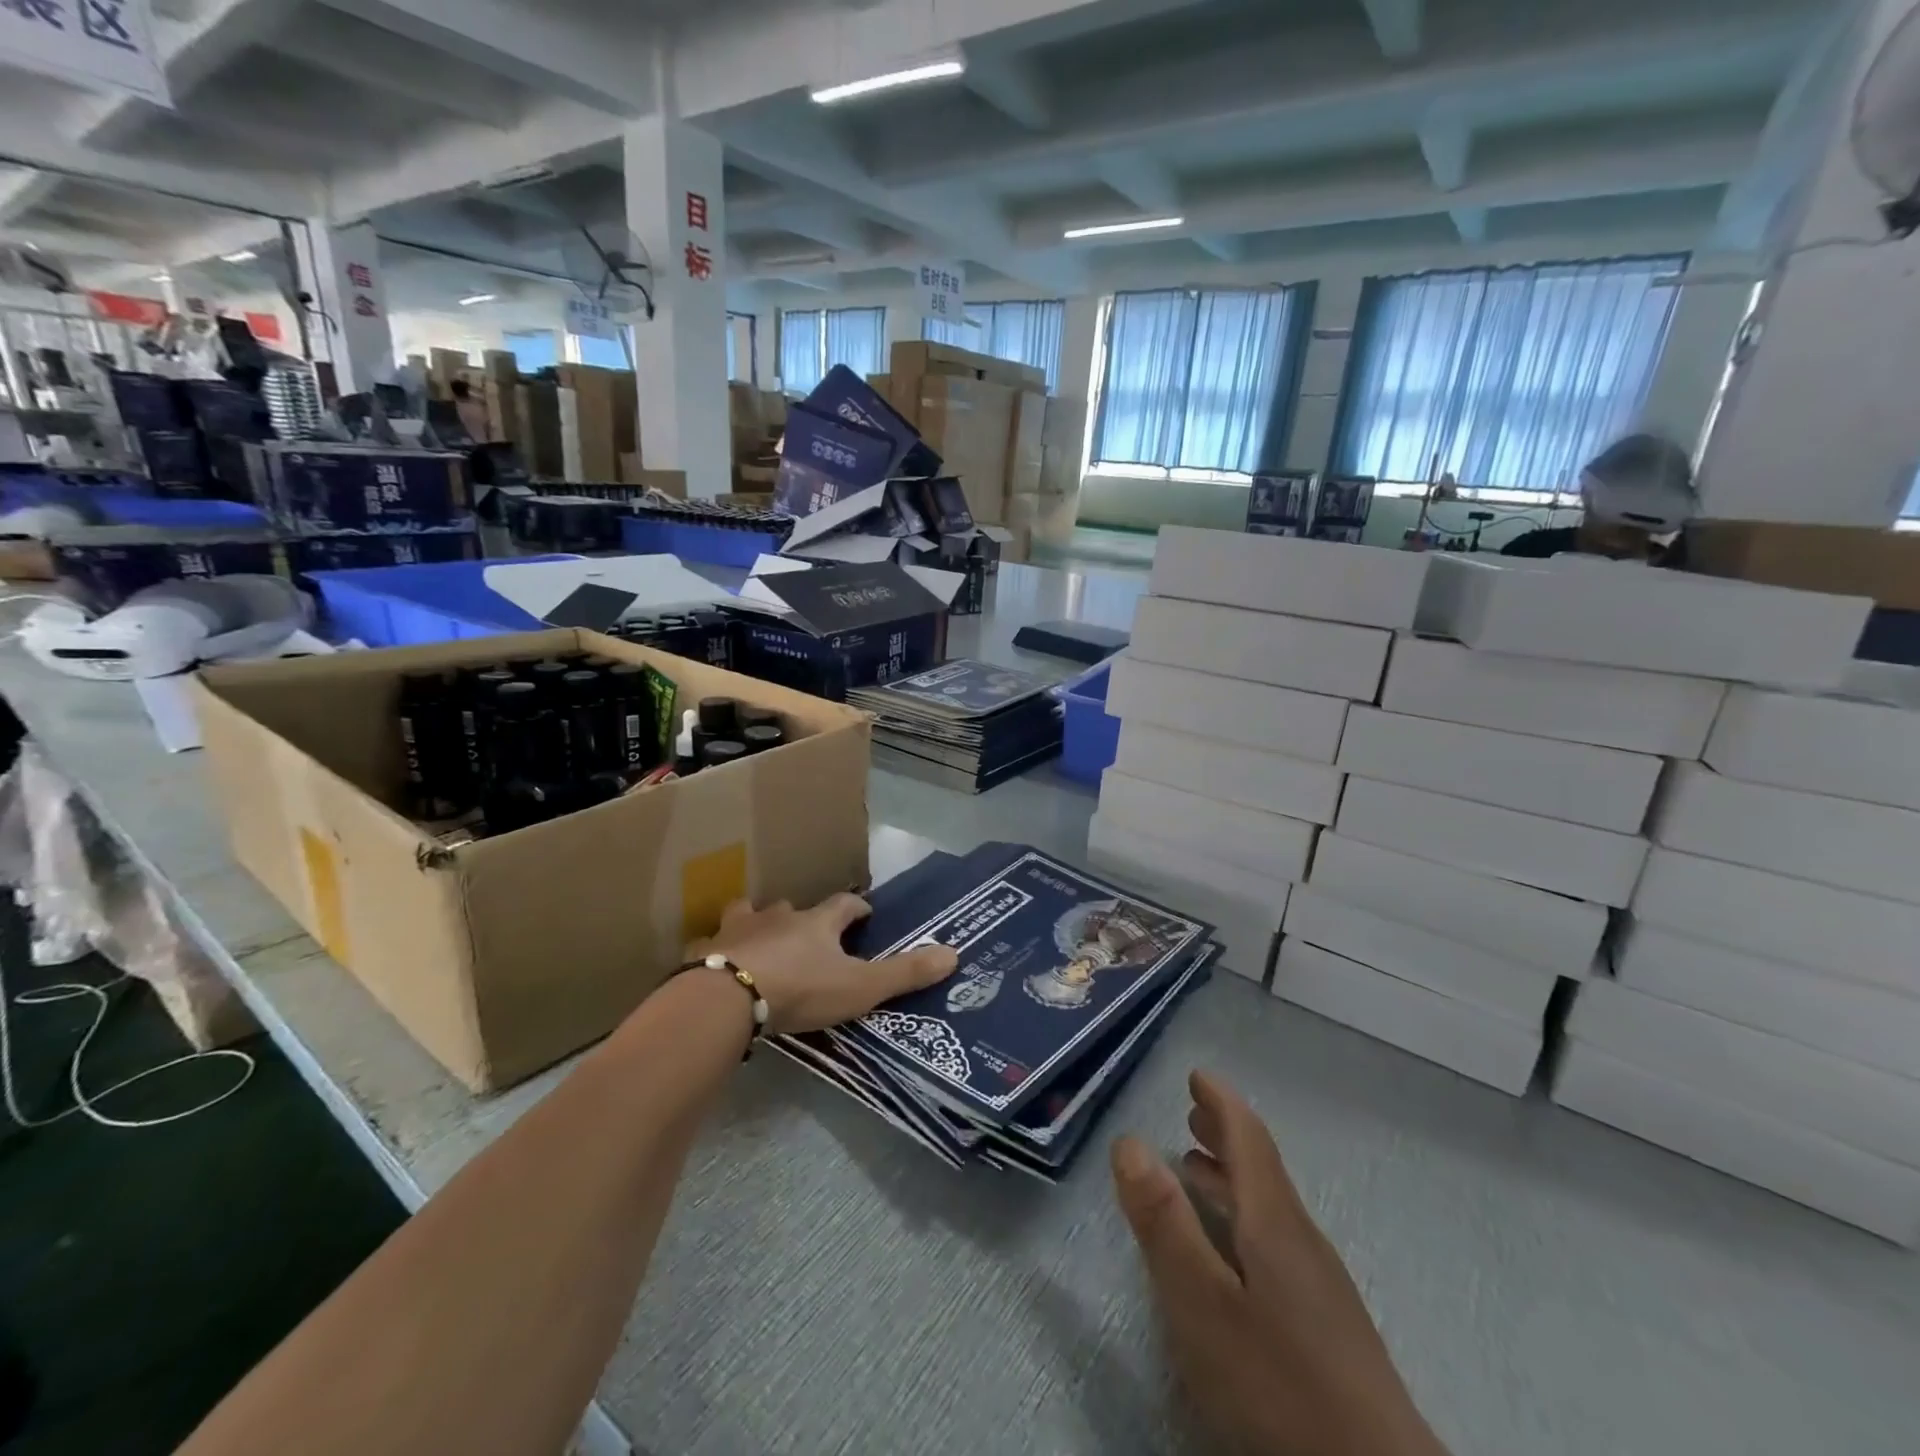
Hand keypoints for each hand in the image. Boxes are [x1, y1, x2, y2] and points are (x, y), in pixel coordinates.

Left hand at [691, 893, 956, 1035]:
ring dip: (758, 923)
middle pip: (794, 907)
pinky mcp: (707, 951)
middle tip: (811, 934)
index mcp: (817, 922)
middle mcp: (778, 917)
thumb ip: (905, 973)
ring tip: (762, 941)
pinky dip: (718, 950)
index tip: (864, 914)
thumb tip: (955, 953)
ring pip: (750, 914)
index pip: (845, 904)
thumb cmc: (800, 989)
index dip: (857, 908)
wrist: (726, 999)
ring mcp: (738, 930)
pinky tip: (717, 964)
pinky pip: (712, 944)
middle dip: (803, 917)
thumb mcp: (860, 986)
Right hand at [1111, 1072, 1447, 1455]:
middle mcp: (1300, 1238)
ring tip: (1197, 1168)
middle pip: (1261, 1168)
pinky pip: (1275, 1238)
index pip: (1248, 1139)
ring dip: (1231, 1176)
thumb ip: (1164, 1222)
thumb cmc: (1279, 1382)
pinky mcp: (1325, 1323)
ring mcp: (1319, 1283)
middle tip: (1192, 1111)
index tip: (1197, 1075)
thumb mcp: (1202, 1302)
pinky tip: (1231, 1246)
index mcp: (1274, 1221)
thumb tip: (1129, 1141)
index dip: (1221, 1102)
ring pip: (1268, 1206)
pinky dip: (1244, 1215)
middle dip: (1225, 1134)